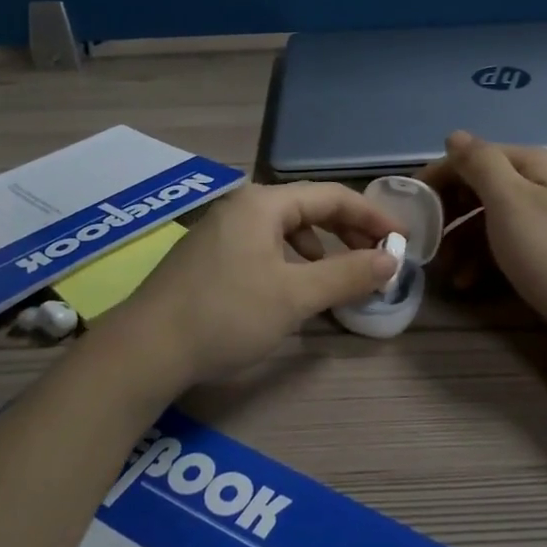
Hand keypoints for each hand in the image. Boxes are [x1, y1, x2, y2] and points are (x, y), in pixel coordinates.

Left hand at [97, 181, 400, 394]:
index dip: (370, 215)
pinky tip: (293, 288)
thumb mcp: (295, 296)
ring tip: (339, 276)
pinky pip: (263, 245)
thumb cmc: (226, 315)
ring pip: (284, 229)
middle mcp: (242, 206)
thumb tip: (391, 260)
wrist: (145, 349)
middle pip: (308, 209)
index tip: (400, 239)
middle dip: (346, 232)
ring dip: (319, 249)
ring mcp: (221, 229)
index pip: (331, 196)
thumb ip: (347, 274)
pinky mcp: (208, 255)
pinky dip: (290, 261)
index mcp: (263, 203)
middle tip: (376, 258)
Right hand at [418, 131, 546, 352]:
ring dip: (459, 241)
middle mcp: (539, 186)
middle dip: (447, 212)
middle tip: (423, 238)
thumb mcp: (509, 200)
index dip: (439, 176)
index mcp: (532, 165)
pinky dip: (479, 260)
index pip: (472, 157)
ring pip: (486, 220)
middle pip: (479, 188)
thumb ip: (479, 163)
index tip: (409, 204)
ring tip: (442, 268)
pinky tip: (466, 282)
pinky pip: (501, 247)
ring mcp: (543, 222)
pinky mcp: (544, 255)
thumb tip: (454, 135)